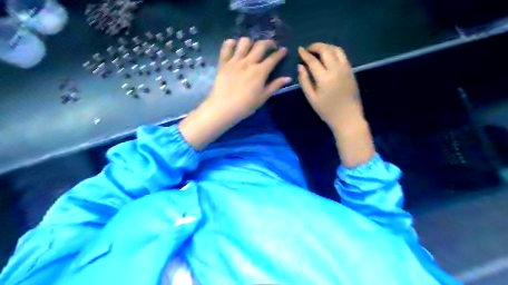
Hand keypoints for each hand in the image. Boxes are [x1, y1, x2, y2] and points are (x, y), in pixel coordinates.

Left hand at [208, 37, 291, 121]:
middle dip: (269, 43)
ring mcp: (235, 61)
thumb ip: (275, 85)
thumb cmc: (246, 105)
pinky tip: (234, 46)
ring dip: (250, 42)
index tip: (283, 50)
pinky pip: (226, 47)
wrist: (224, 108)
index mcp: (260, 71)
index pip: (273, 58)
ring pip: (244, 42)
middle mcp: (248, 62)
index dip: (280, 53)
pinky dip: (231, 43)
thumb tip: (288, 78)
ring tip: (251, 48)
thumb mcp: (263, 97)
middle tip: (271, 46)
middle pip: (261, 45)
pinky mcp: (223, 62)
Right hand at [299, 44, 372, 167]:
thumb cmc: (327, 111)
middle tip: (308, 49)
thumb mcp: (311, 98)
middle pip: (326, 50)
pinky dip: (334, 51)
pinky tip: (329, 55)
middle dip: (316, 46)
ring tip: (318, 50)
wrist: (348, 117)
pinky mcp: (351, 71)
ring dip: (326, 46)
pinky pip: (343, 55)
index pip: (313, 60)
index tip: (299, 49)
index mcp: (324, 78)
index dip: (305, 54)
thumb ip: (304, 81)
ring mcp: (346, 69)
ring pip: (336, 49)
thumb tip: (300, 66)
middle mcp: (336, 70)